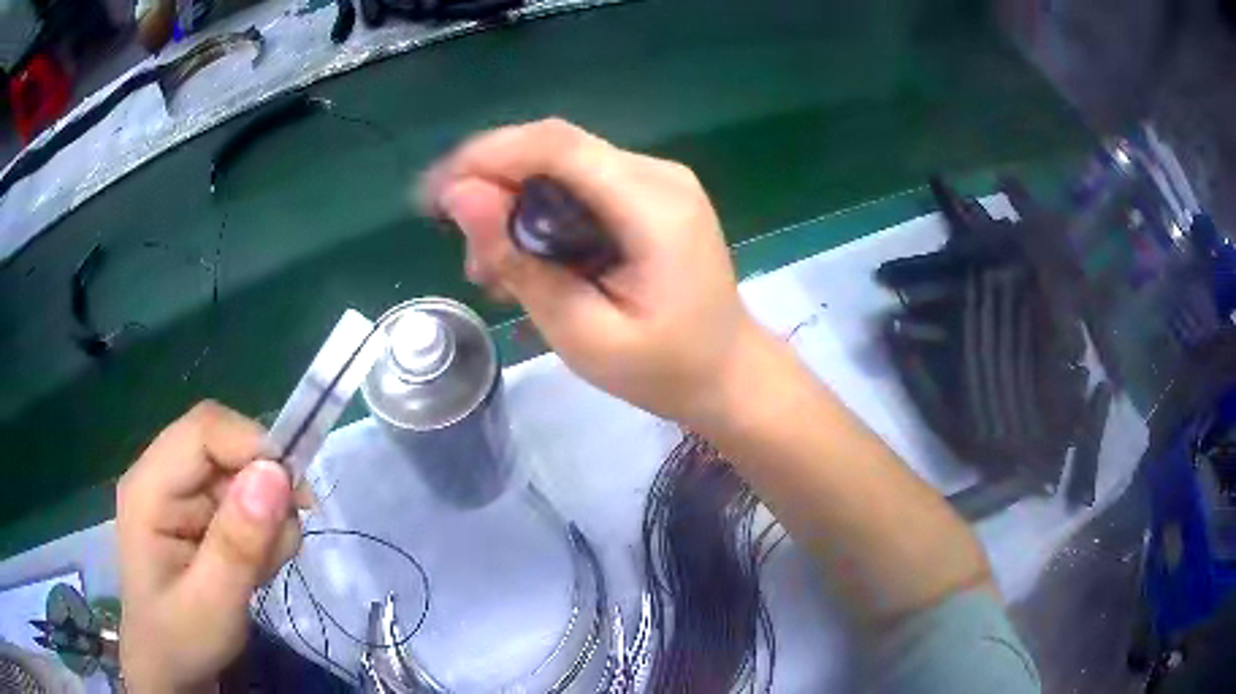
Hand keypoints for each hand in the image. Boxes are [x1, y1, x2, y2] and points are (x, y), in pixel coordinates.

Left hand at [117, 401, 299, 691]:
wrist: (171, 669)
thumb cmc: (182, 640)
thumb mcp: (213, 604)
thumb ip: (238, 543)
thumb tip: (275, 474)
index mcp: (149, 487)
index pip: (204, 430)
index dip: (253, 445)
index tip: (295, 496)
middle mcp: (162, 476)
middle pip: (224, 448)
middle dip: (264, 490)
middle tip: (283, 544)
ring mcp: (179, 494)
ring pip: (239, 474)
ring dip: (266, 516)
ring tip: (262, 568)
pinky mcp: (196, 512)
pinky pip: (241, 499)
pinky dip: (261, 529)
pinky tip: (254, 565)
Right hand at [421, 118, 765, 425]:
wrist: (729, 374)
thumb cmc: (665, 370)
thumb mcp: (584, 335)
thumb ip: (522, 264)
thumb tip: (461, 198)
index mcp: (653, 205)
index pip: (555, 145)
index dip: (485, 157)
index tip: (435, 197)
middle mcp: (657, 174)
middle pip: (553, 147)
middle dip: (491, 183)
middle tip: (461, 247)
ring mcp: (656, 180)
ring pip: (560, 164)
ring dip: (512, 202)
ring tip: (488, 269)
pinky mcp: (648, 194)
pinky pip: (579, 183)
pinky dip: (540, 212)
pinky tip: (524, 259)